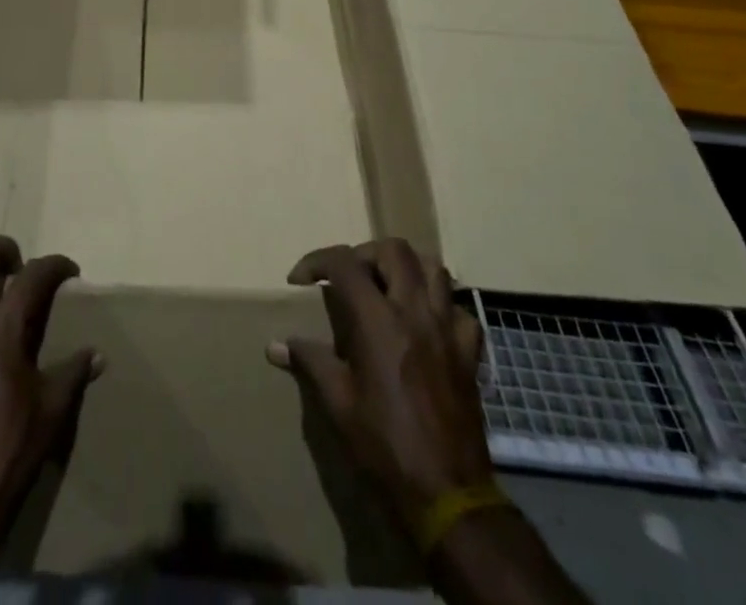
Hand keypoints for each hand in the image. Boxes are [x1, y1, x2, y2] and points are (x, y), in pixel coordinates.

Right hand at [268, 239, 494, 532]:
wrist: (448, 495)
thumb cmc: (385, 446)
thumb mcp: (338, 404)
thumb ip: (310, 362)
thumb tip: (275, 345)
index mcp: (378, 320)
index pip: (344, 262)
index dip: (317, 261)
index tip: (300, 280)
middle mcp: (415, 312)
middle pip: (394, 250)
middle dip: (366, 254)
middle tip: (350, 278)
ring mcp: (447, 330)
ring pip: (434, 269)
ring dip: (408, 269)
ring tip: (389, 288)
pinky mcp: (470, 354)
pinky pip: (461, 311)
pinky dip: (443, 307)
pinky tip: (429, 324)